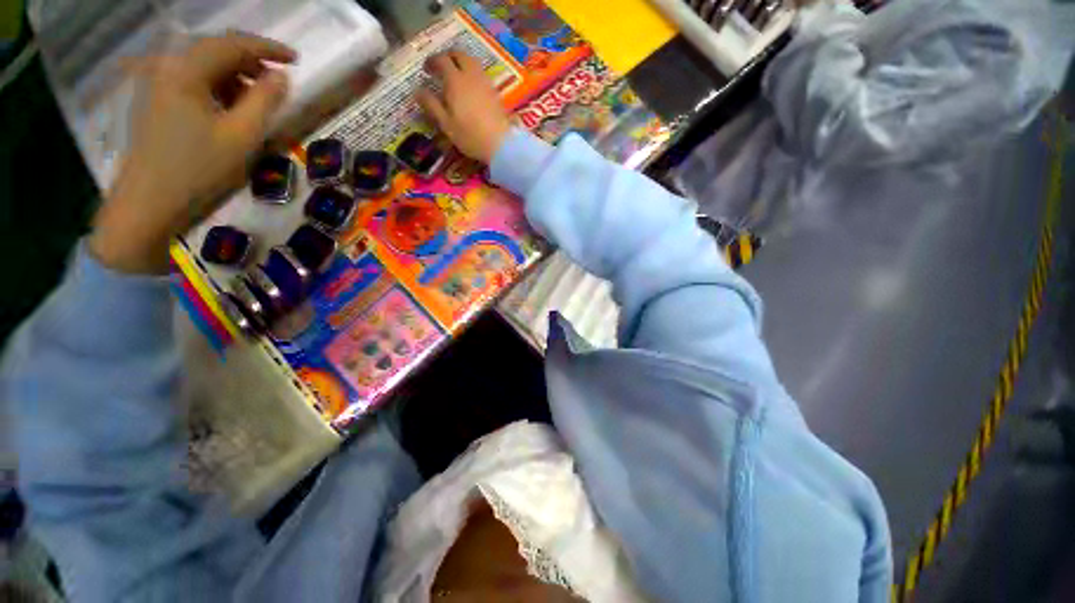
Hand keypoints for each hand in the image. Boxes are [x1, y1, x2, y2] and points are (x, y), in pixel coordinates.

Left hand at [90, 31, 296, 273]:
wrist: (149, 205)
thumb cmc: (199, 171)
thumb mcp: (242, 136)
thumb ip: (265, 101)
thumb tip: (282, 77)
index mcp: (185, 71)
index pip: (232, 44)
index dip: (268, 48)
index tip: (296, 61)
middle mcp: (166, 68)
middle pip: (215, 51)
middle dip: (251, 62)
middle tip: (279, 82)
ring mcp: (156, 85)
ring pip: (204, 67)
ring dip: (235, 77)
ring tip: (257, 101)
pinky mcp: (154, 102)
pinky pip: (191, 82)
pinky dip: (216, 89)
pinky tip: (229, 109)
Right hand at [416, 51, 511, 164]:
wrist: (501, 144)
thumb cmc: (470, 136)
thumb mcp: (446, 124)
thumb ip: (431, 105)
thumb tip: (417, 91)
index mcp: (455, 81)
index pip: (441, 60)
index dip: (431, 61)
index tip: (426, 70)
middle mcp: (471, 76)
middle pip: (459, 55)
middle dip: (448, 57)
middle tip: (441, 67)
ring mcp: (485, 83)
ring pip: (472, 62)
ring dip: (461, 63)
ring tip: (455, 76)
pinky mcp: (495, 92)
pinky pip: (481, 74)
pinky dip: (472, 73)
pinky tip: (470, 87)